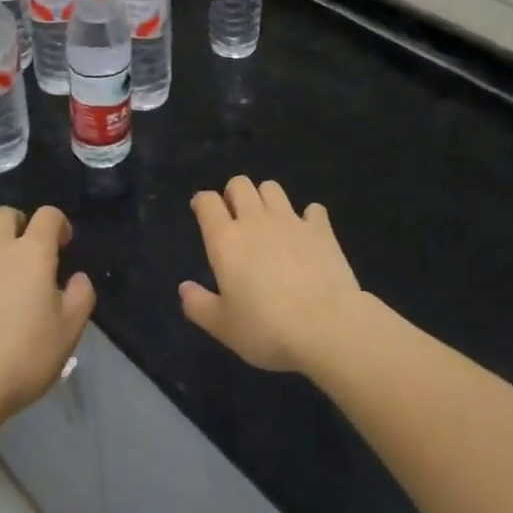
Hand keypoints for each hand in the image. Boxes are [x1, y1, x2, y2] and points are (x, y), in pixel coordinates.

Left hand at [0, 206, 95, 425]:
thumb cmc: (22, 357)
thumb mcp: (69, 332)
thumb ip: (80, 297)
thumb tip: (77, 278)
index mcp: (32, 252)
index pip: (48, 215)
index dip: (58, 223)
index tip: (62, 244)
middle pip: (5, 213)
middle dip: (19, 224)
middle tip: (25, 250)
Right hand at [179, 177, 364, 374]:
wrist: (327, 326)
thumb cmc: (267, 329)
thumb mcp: (223, 327)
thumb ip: (198, 305)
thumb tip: (184, 287)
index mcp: (226, 240)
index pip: (207, 202)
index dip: (202, 203)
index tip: (202, 213)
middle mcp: (256, 221)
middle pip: (240, 184)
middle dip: (233, 194)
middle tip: (235, 218)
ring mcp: (291, 220)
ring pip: (272, 188)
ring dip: (266, 198)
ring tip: (268, 222)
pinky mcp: (321, 229)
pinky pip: (312, 209)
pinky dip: (307, 217)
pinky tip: (307, 235)